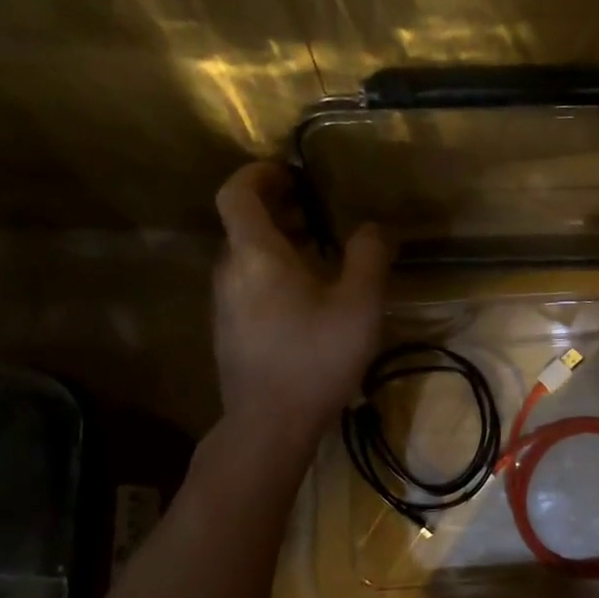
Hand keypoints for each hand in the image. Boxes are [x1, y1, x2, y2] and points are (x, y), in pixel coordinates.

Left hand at [213, 162, 388, 443]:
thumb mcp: (358, 304)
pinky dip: (273, 272)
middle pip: (243, 223)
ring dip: (278, 242)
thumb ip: (369, 256)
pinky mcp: (229, 330)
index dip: (259, 173)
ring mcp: (224, 303)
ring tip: (321, 254)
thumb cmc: (315, 357)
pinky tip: (308, 298)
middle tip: (318, 212)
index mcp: (255, 254)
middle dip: (278, 208)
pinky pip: (248, 283)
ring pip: (246, 256)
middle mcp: (230, 271)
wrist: (269, 424)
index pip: (236, 193)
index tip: (291, 172)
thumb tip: (374, 227)